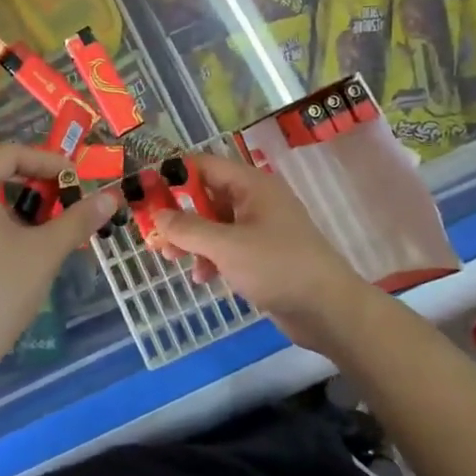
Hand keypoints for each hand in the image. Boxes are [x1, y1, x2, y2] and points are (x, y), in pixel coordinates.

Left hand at [0, 144, 117, 372]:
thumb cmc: (1, 290)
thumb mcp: (46, 250)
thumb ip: (78, 219)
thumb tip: (111, 198)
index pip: (7, 154)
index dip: (44, 160)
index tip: (71, 177)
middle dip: (23, 173)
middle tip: (53, 189)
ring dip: (4, 193)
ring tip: (36, 214)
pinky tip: (9, 238)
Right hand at [152, 153, 371, 356]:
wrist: (329, 310)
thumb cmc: (277, 267)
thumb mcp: (226, 246)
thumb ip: (188, 228)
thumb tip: (158, 214)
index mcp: (252, 185)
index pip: (204, 165)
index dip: (173, 175)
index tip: (146, 191)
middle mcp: (256, 200)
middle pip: (207, 196)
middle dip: (179, 214)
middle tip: (152, 232)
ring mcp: (261, 228)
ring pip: (215, 224)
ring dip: (192, 239)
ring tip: (171, 259)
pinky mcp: (263, 254)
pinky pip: (227, 247)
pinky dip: (211, 257)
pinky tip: (202, 277)